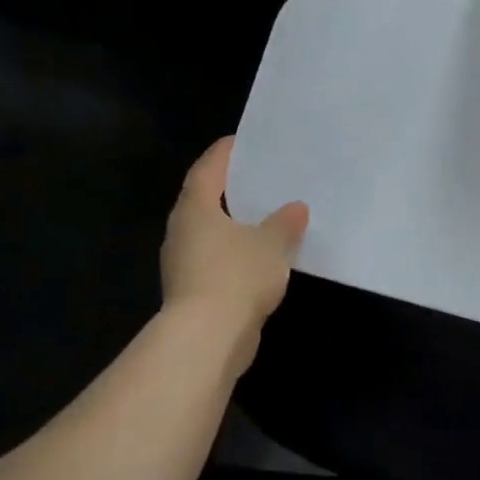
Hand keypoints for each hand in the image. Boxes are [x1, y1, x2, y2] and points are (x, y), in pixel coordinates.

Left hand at [161, 138, 307, 338]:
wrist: (207, 339)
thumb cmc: (236, 276)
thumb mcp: (272, 243)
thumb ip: (284, 223)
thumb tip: (295, 208)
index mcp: (196, 208)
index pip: (208, 169)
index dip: (225, 153)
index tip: (244, 141)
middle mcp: (183, 231)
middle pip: (206, 199)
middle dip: (232, 189)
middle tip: (262, 177)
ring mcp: (184, 263)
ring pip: (212, 233)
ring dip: (236, 224)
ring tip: (269, 216)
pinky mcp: (194, 291)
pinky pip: (218, 260)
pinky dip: (238, 253)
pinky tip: (263, 256)